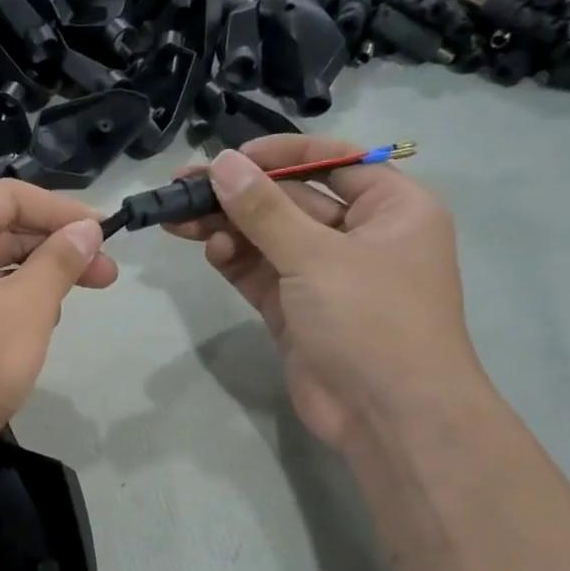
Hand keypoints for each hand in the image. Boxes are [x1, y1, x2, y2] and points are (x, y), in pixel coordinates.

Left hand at [0, 181, 116, 465]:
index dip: (61, 211)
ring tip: (78, 296)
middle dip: (55, 247)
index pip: (7, 197)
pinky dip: (14, 299)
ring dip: (38, 275)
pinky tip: (44, 320)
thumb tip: (88, 229)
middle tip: (107, 272)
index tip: (107, 232)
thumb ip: (60, 259)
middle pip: (0, 229)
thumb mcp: (27, 307)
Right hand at [167, 136, 483, 451]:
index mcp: (391, 209)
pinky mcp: (295, 309)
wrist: (388, 416)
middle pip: (291, 200)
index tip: (230, 156)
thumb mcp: (316, 257)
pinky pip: (260, 272)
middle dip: (239, 194)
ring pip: (267, 237)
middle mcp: (359, 236)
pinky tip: (209, 250)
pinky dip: (234, 259)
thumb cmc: (371, 320)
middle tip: (182, 186)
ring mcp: (324, 275)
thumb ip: (263, 210)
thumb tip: (221, 164)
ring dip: (226, 226)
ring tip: (177, 218)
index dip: (281, 154)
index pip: (334, 161)